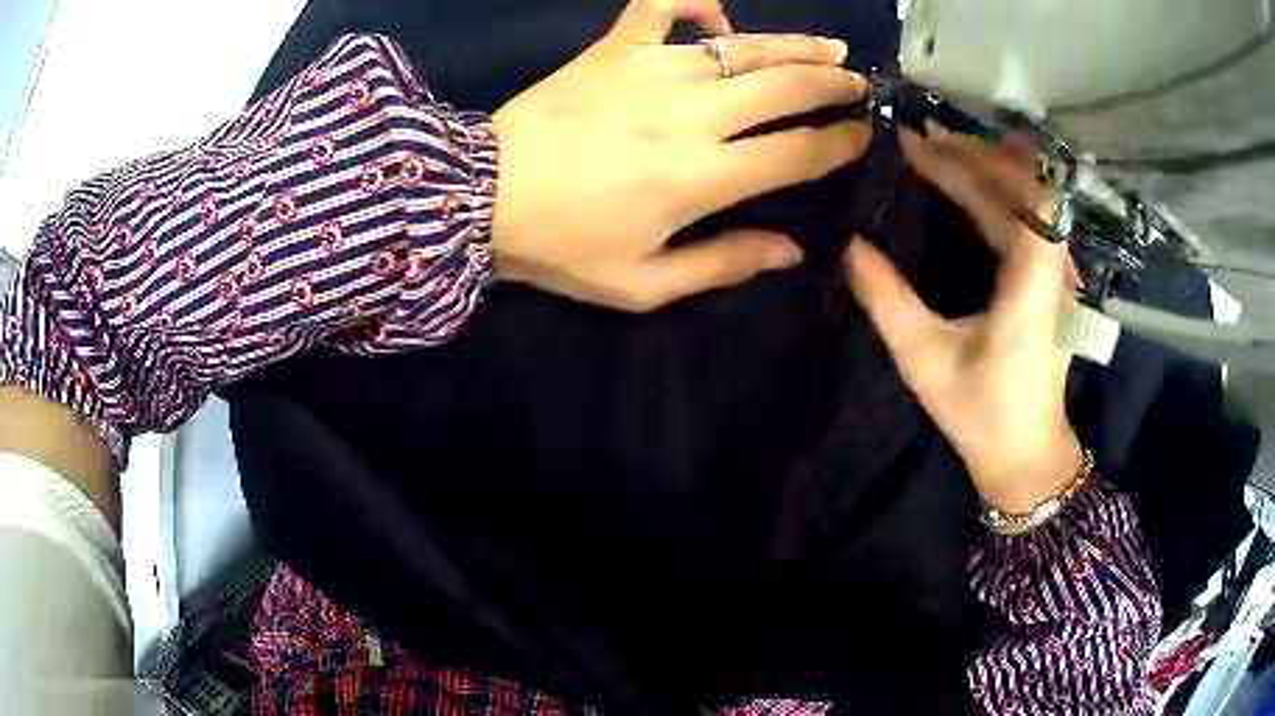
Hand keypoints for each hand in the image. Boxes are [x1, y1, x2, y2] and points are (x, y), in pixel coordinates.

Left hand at [491, 0, 870, 310]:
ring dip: (796, 45)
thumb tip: (791, 251)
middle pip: (786, 87)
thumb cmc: (561, 247)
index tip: (862, 135)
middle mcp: (690, 114)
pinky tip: (716, 16)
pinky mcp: (615, 48)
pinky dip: (695, 1)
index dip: (840, 142)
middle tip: (858, 86)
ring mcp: (652, 70)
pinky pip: (662, 4)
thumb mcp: (643, 283)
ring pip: (745, 45)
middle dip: (834, 85)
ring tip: (831, 49)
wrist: (480, 197)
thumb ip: (722, 264)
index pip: (798, 151)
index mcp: (701, 177)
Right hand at [845, 125, 1081, 513]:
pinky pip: (1030, 217)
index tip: (920, 147)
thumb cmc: (981, 413)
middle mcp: (1054, 271)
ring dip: (988, 168)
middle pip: (1025, 189)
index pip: (1018, 200)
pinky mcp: (1051, 281)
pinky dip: (1000, 189)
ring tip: (941, 149)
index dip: (972, 165)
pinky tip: (975, 177)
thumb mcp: (925, 361)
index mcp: (1032, 288)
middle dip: (973, 157)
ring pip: (1030, 199)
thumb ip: (888, 301)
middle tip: (921, 140)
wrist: (1025, 453)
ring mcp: (1058, 274)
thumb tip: (852, 246)